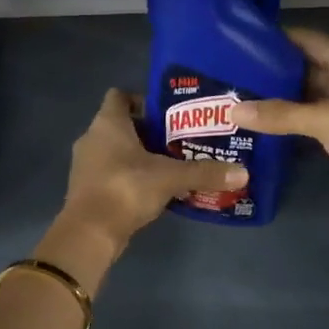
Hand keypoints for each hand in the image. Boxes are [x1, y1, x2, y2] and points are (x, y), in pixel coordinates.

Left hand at [55, 88, 245, 258]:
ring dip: (139, 155)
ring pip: (116, 150)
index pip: (120, 96)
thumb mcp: (171, 178)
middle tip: (179, 139)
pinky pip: (112, 172)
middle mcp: (92, 137)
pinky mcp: (87, 188)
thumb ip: (205, 172)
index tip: (168, 113)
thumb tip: (242, 172)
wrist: (90, 233)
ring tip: (171, 164)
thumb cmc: (126, 189)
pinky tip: (155, 188)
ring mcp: (86, 164)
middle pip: (121, 124)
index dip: (142, 99)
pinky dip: (130, 175)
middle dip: (148, 131)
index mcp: (108, 123)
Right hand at [235, 28, 328, 230]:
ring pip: (308, 97)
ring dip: (281, 97)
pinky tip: (264, 126)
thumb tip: (233, 110)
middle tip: (235, 71)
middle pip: (308, 68)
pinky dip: (290, 122)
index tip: (248, 39)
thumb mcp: (327, 120)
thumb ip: (281, 115)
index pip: (313, 41)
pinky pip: (312, 122)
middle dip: (276, 68)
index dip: (284, 37)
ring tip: (242, 95)